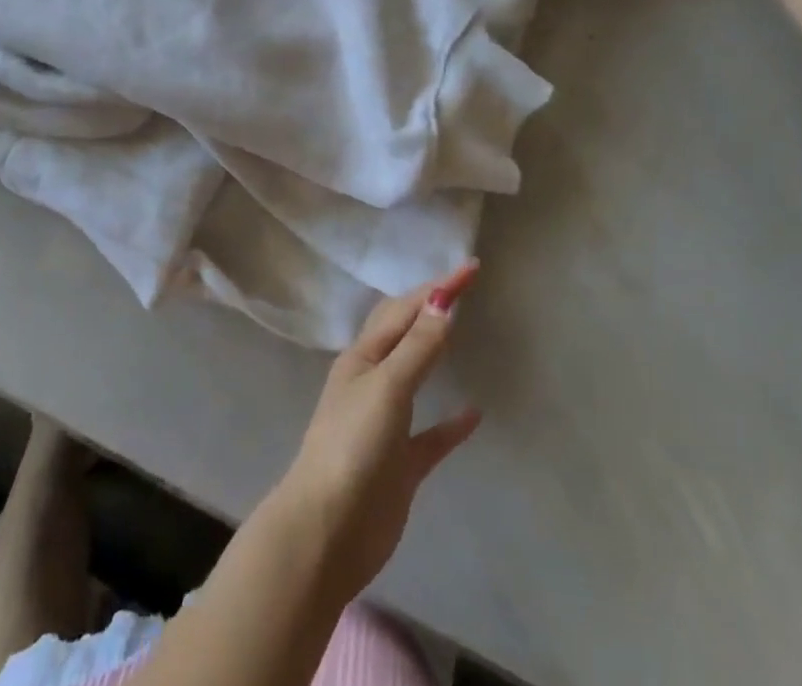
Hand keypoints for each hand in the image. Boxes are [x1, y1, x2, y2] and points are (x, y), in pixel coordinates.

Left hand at [272, 262, 482, 603]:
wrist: (327, 532)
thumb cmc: (353, 447)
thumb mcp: (387, 387)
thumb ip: (417, 347)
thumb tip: (443, 300)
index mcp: (363, 358)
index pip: (404, 310)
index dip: (437, 288)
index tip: (472, 268)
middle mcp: (372, 381)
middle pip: (404, 333)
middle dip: (431, 307)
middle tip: (463, 286)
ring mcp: (385, 423)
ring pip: (414, 375)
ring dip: (434, 351)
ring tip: (459, 331)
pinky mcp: (400, 464)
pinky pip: (431, 435)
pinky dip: (451, 422)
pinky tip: (474, 414)